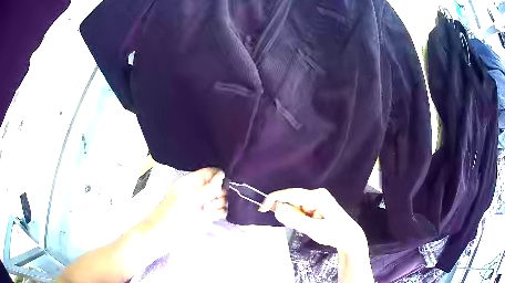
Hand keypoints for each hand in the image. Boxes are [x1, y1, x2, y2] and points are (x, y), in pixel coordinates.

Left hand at [159, 168, 226, 226]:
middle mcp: (199, 191)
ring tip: (206, 211)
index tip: (222, 185)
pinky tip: (214, 216)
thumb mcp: (188, 198)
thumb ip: (207, 188)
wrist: (163, 236)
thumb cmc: (171, 215)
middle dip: (219, 193)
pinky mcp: (207, 217)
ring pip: (221, 199)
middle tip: (208, 201)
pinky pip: (221, 211)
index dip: (219, 177)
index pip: (210, 173)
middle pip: (219, 186)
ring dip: (218, 204)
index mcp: (191, 182)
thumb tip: (222, 175)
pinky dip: (220, 212)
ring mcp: (203, 204)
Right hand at [258, 188, 367, 253]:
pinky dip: (298, 218)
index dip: (274, 199)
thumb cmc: (334, 233)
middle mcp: (315, 194)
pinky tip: (309, 225)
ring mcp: (315, 200)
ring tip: (308, 227)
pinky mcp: (315, 206)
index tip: (262, 209)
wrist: (349, 237)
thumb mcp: (314, 229)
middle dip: (288, 213)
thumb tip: (277, 209)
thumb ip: (295, 220)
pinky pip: (299, 210)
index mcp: (317, 196)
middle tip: (299, 227)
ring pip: (294, 206)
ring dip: (294, 217)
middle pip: (292, 199)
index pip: (291, 193)